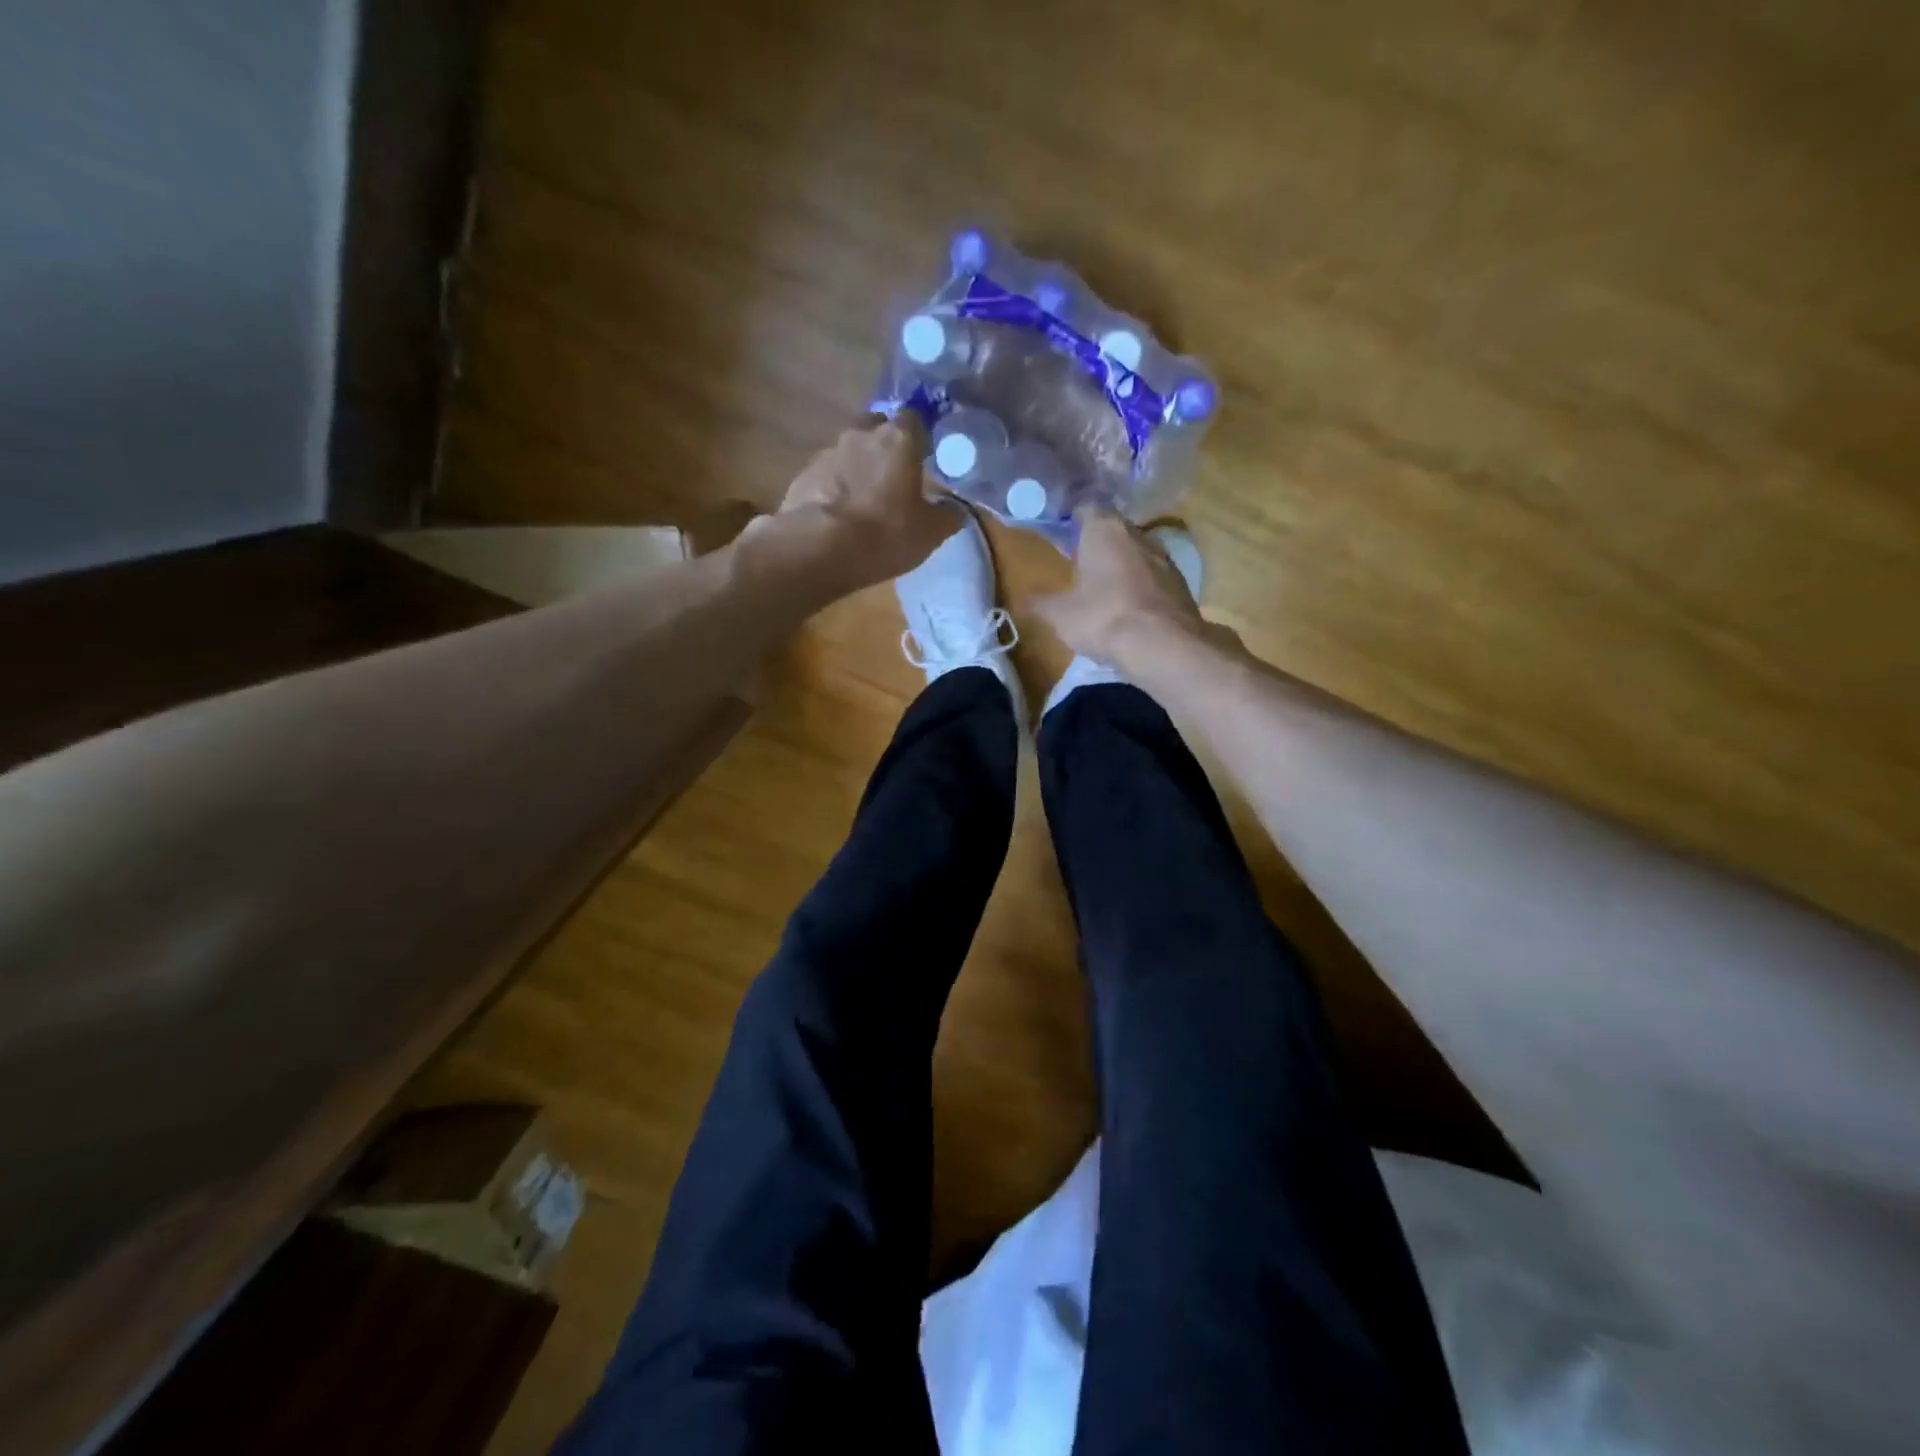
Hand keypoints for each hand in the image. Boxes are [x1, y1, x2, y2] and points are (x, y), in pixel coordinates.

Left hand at [770, 415, 958, 593]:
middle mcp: (860, 434)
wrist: (820, 548)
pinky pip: (826, 475)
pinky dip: (834, 487)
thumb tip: (956, 509)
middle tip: (893, 476)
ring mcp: (827, 452)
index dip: (920, 437)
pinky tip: (838, 513)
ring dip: (857, 467)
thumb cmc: (886, 533)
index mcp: (898, 438)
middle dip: (885, 445)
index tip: (924, 457)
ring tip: (863, 500)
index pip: (914, 419)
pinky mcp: (803, 475)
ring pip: (849, 451)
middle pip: (877, 427)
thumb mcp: (930, 532)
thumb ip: (947, 515)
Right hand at [1030, 507, 1210, 669]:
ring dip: (1123, 564)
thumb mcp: (1060, 615)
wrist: (1163, 646)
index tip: (1064, 537)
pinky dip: (1142, 585)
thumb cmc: (1103, 618)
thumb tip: (1022, 599)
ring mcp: (1164, 557)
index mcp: (1104, 530)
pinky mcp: (1181, 583)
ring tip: (1107, 588)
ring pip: (1137, 551)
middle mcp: (1137, 534)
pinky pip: (1155, 575)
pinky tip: (1132, 608)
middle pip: (1114, 529)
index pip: (1087, 509)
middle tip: (1082, 565)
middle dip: (1099, 544)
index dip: (1073, 521)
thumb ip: (1040, 603)